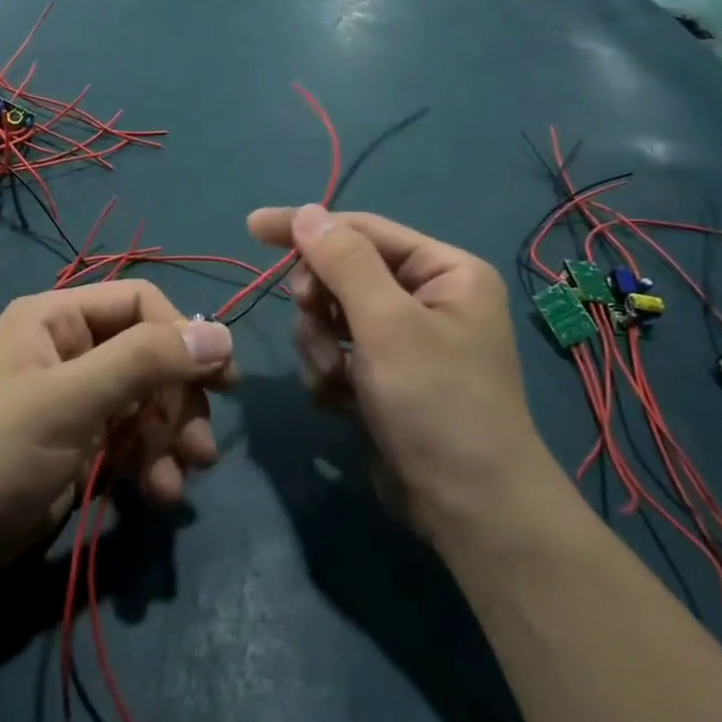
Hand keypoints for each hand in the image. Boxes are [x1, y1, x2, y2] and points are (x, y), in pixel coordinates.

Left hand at [0, 280, 232, 587]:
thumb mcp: (70, 400)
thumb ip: (145, 362)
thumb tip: (221, 334)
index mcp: (58, 319)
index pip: (141, 303)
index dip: (182, 334)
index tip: (220, 378)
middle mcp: (71, 351)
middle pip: (151, 355)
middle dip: (180, 399)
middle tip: (200, 445)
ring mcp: (77, 401)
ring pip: (149, 401)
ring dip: (172, 437)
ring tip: (181, 478)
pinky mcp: (81, 446)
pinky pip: (134, 440)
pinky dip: (152, 463)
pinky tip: (159, 494)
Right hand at [246, 205, 549, 538]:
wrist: (468, 509)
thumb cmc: (437, 403)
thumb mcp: (387, 324)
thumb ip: (344, 262)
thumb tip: (308, 212)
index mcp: (444, 271)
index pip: (362, 230)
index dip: (306, 227)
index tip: (253, 228)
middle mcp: (426, 299)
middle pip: (340, 275)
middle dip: (321, 306)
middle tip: (316, 323)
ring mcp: (402, 342)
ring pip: (329, 319)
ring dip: (321, 349)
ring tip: (340, 381)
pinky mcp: (382, 378)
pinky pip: (334, 355)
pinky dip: (329, 377)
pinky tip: (346, 405)